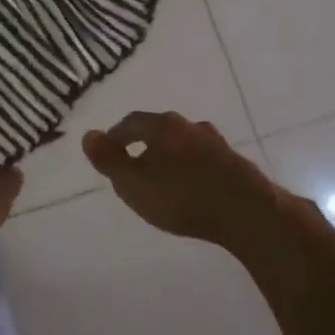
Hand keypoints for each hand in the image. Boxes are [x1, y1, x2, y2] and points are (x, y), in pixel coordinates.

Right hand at [83, 111, 277, 247]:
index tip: (106, 153)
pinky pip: (203, 160)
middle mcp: (190, 126)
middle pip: (159, 129)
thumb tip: (88, 134)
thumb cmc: (181, 196)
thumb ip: (109, 160)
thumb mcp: (133, 183)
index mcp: (163, 126)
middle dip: (143, 144)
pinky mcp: (234, 163)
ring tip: (162, 177)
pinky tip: (190, 186)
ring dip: (170, 156)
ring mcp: (216, 143)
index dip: (115, 136)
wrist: (246, 212)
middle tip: (132, 165)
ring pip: (184, 144)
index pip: (131, 122)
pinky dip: (190, 168)